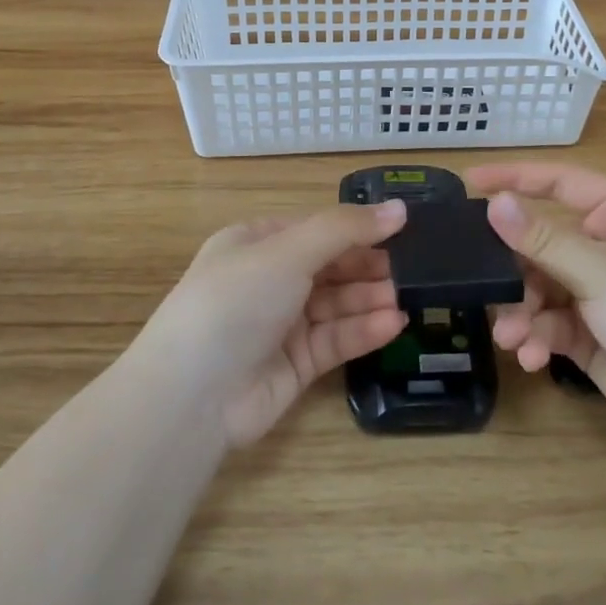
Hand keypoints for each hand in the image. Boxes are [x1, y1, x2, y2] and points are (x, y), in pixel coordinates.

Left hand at [140, 200, 409, 447]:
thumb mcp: (288, 251)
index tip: (402, 229)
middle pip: (330, 267)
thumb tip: (400, 208)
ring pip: (337, 304)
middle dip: (368, 266)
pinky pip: (335, 340)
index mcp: (257, 244)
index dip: (358, 228)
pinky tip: (393, 325)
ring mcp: (281, 324)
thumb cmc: (236, 302)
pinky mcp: (296, 364)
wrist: (192, 396)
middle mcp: (269, 280)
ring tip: (406, 298)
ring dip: (370, 299)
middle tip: (413, 269)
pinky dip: (363, 331)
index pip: (317, 229)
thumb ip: (346, 229)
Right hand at [469, 163, 605, 452]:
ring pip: (541, 288)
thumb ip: (544, 240)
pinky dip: (537, 338)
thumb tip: (493, 202)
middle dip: (513, 267)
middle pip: (543, 242)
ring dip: (522, 310)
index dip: (516, 179)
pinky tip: (532, 357)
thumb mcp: (602, 273)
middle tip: (480, 280)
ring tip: (511, 335)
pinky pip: (551, 325)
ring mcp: (599, 295)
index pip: (561, 184)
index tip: (469, 182)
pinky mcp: (591, 335)